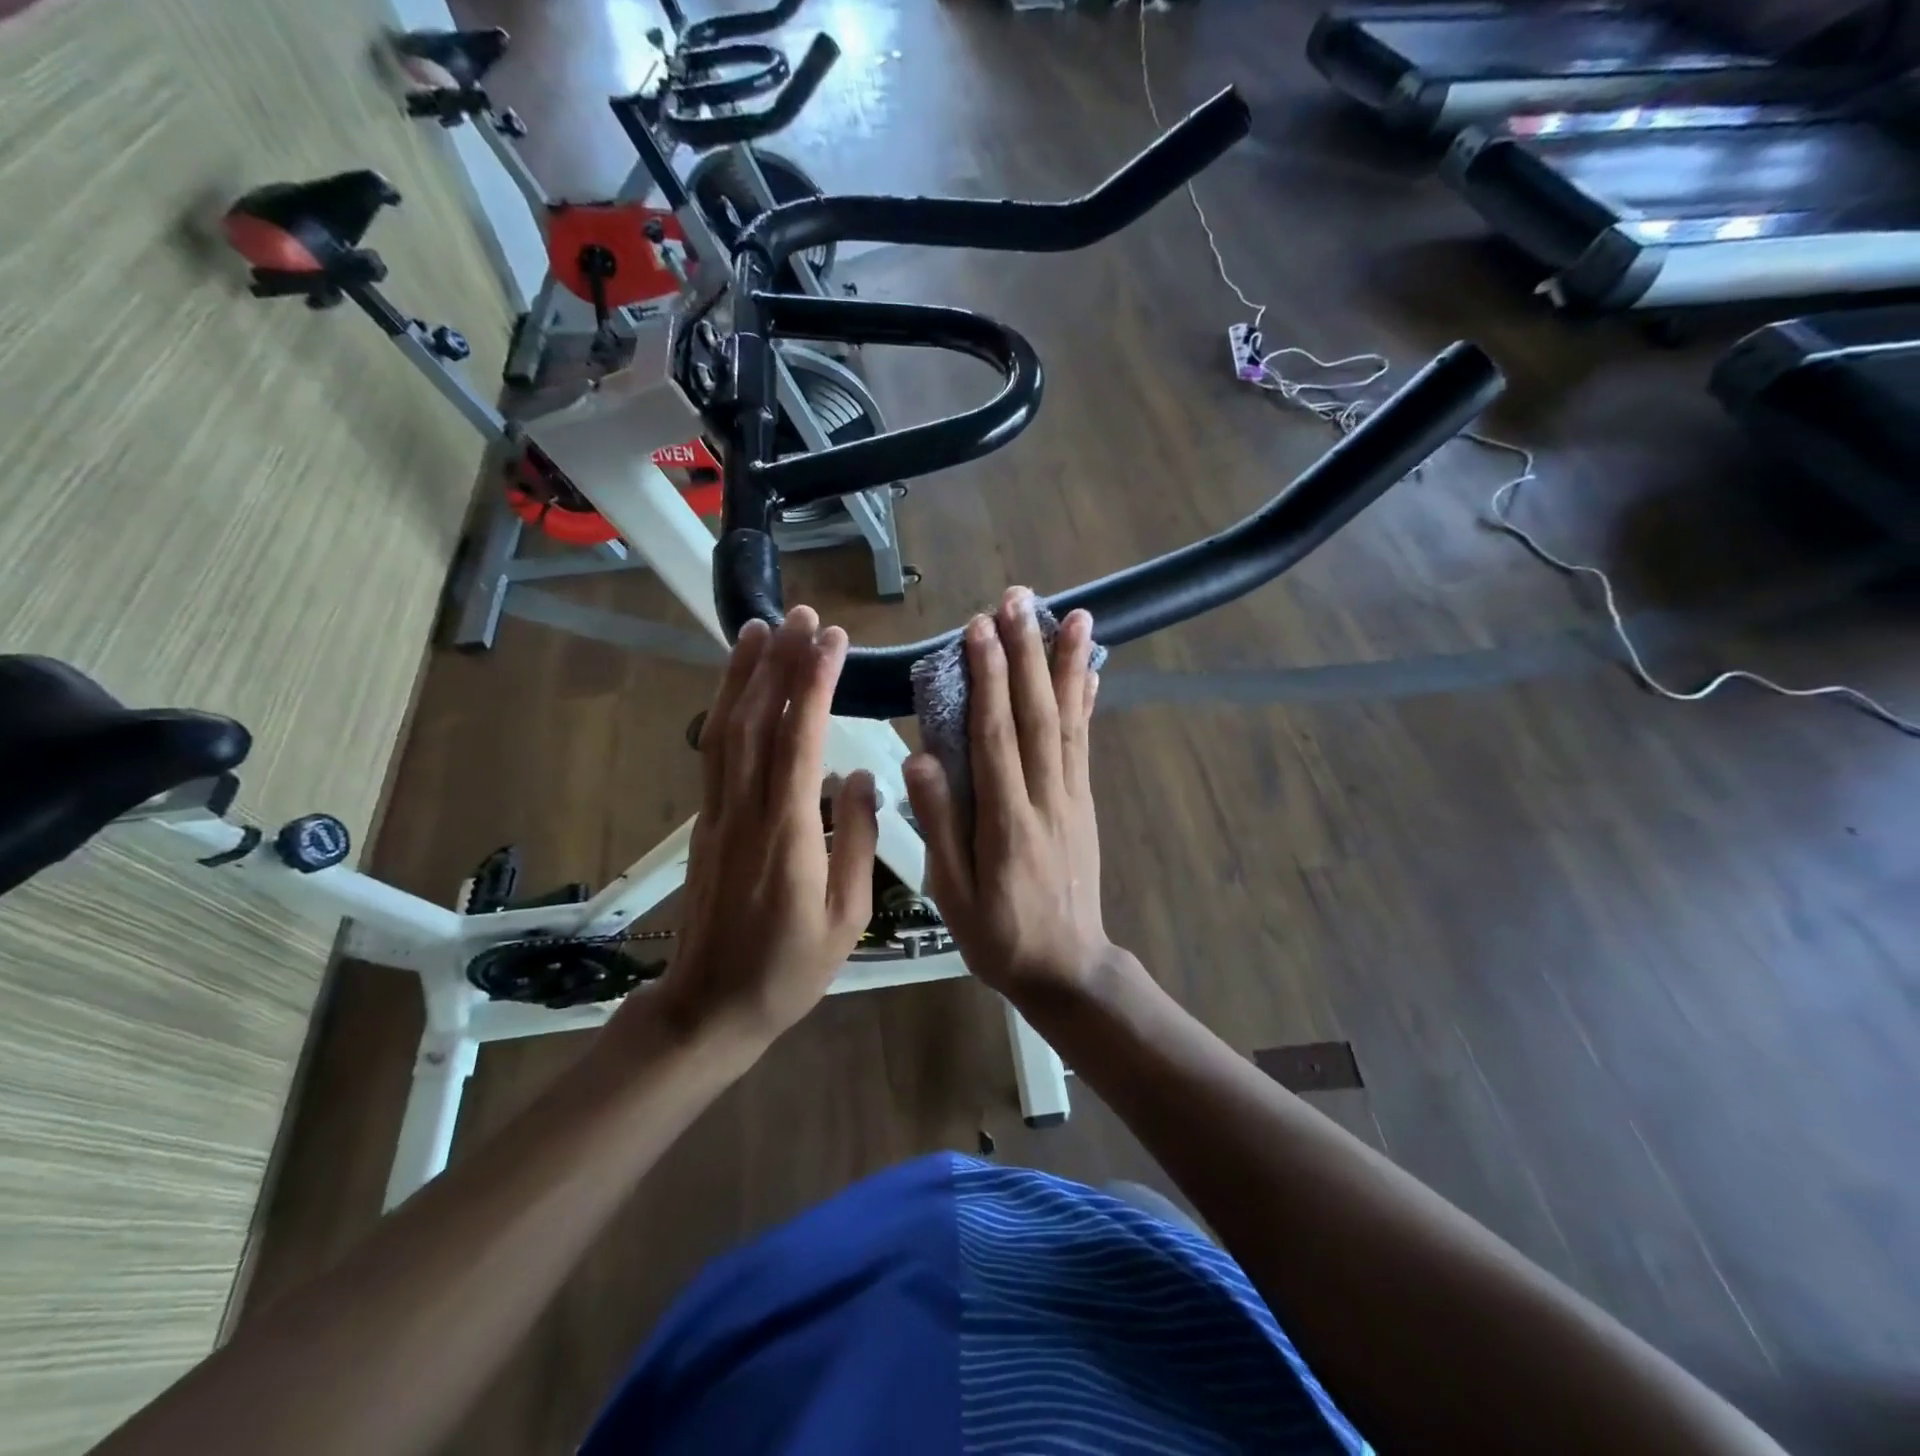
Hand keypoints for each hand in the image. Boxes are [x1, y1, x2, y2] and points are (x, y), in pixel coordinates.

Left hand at [629, 608, 877, 1053]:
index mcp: (787, 835)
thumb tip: (862, 776)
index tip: (832, 640)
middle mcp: (746, 811)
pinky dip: (724, 709)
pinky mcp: (707, 820)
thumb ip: (858, 840)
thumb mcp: (846, 916)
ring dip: (743, 675)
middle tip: (801, 614)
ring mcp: (718, 813)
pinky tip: (738, 686)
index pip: (798, 741)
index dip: (813, 684)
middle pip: (756, 722)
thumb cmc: (790, 968)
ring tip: (762, 628)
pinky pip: (714, 752)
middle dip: (779, 662)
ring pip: (725, 730)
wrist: (712, 1005)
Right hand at [904, 587, 1113, 999]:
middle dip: (1026, 653)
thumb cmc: (997, 934)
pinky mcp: (1084, 802)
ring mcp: (1071, 797)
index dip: (987, 679)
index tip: (978, 630)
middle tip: (1019, 600)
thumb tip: (918, 758)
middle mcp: (1045, 797)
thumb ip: (939, 825)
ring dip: (1066, 666)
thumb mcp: (952, 894)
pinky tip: (1089, 672)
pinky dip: (1086, 703)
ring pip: (1068, 721)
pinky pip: (1084, 744)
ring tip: (1071, 616)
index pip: (993, 736)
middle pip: (1034, 715)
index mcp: (1006, 820)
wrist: (1066, 968)